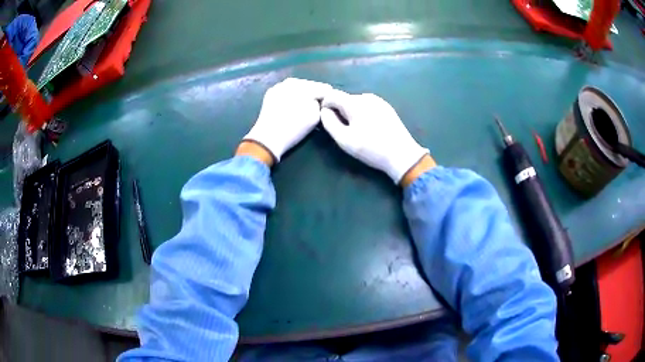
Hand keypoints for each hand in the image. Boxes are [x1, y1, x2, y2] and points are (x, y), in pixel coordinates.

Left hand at [243, 78, 331, 162]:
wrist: (268, 137)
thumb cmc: (294, 128)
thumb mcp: (316, 116)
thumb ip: (321, 103)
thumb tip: (320, 99)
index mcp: (304, 85)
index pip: (323, 88)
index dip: (329, 96)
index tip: (332, 103)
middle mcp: (291, 81)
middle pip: (309, 85)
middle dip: (315, 93)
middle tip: (320, 104)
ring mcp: (279, 86)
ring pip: (297, 87)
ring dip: (303, 94)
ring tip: (307, 104)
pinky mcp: (271, 93)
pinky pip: (286, 91)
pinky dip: (291, 96)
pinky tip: (293, 105)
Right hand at [320, 90, 429, 183]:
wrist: (401, 154)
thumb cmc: (371, 149)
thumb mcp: (344, 140)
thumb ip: (329, 123)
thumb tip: (324, 111)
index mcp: (354, 102)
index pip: (332, 95)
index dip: (325, 105)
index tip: (326, 119)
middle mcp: (366, 96)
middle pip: (345, 98)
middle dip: (339, 110)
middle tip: (342, 129)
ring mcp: (378, 101)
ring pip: (357, 102)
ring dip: (351, 112)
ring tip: (356, 130)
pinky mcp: (386, 107)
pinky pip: (368, 106)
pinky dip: (363, 113)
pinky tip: (369, 128)